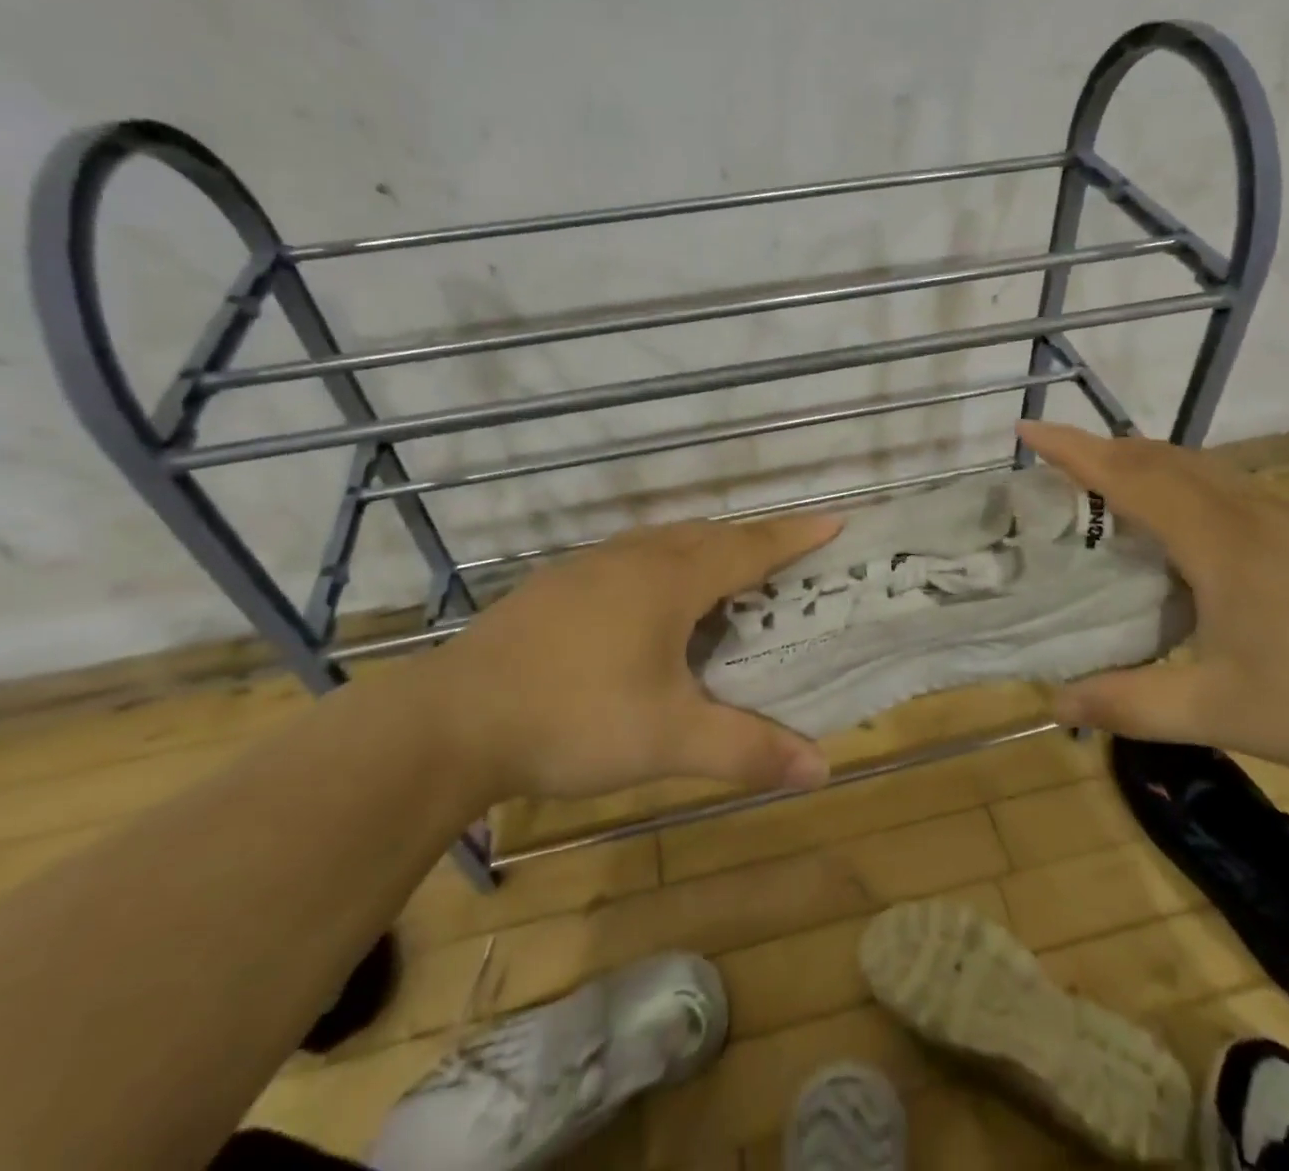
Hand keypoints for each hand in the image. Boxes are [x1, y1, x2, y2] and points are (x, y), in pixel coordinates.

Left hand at [416, 515, 840, 803]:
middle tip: (785, 557)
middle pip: (708, 535)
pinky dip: (663, 562)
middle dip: (753, 540)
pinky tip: (651, 598)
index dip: (794, 536)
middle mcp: (634, 558)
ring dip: (705, 547)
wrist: (454, 719)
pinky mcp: (557, 584)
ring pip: (665, 540)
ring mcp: (589, 565)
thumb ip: (747, 749)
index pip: (749, 548)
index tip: (834, 521)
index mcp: (670, 580)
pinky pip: (631, 555)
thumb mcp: (669, 740)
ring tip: (726, 572)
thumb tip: (821, 768)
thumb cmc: (575, 718)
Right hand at [1018, 421, 1288, 783]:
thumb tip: (1054, 702)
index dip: (1071, 451)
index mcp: (1216, 542)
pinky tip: (1185, 528)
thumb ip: (1133, 704)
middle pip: (1161, 458)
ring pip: (1198, 468)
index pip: (1127, 478)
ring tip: (1108, 485)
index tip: (1025, 431)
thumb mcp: (1223, 712)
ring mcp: (1285, 522)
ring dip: (1144, 462)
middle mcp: (1246, 515)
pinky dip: (1182, 483)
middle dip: (1102, 450)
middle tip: (1056, 462)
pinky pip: (1225, 488)